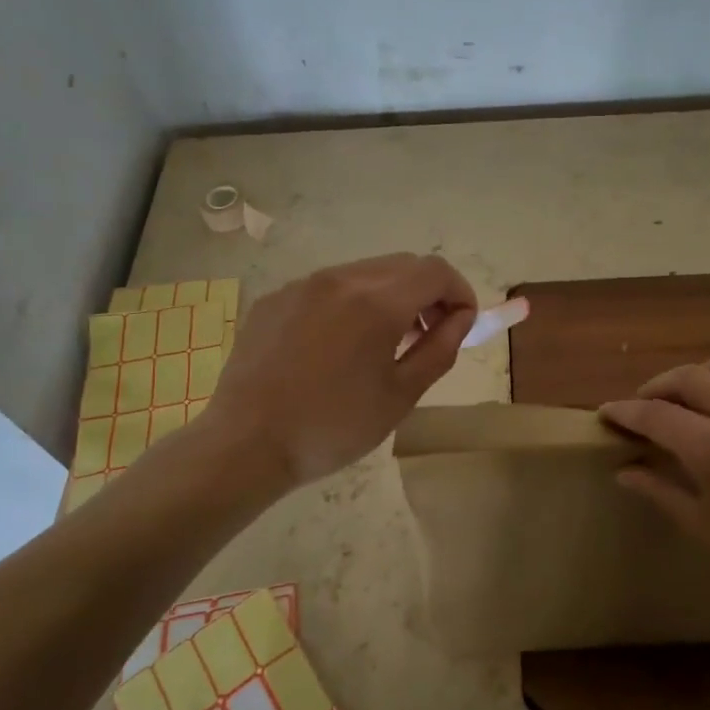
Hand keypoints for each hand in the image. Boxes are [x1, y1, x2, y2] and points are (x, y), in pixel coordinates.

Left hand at [195, 253, 477, 491]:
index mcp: (377, 302)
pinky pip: (327, 287)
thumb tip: (460, 318)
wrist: (247, 444)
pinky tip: (337, 347)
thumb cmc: (333, 427)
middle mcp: (341, 279)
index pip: (436, 271)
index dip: (460, 292)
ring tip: (383, 343)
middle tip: (427, 335)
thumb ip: (440, 349)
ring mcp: (302, 285)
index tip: (462, 324)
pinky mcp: (275, 299)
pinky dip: (350, 303)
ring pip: (364, 273)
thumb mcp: (401, 395)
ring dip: (389, 296)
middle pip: (402, 265)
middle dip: (427, 293)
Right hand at [599, 349, 709, 638]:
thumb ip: (661, 491)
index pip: (655, 415)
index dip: (625, 412)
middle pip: (689, 378)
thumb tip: (624, 471)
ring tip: (699, 393)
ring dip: (707, 372)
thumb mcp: (706, 529)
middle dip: (657, 387)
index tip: (607, 413)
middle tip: (645, 405)